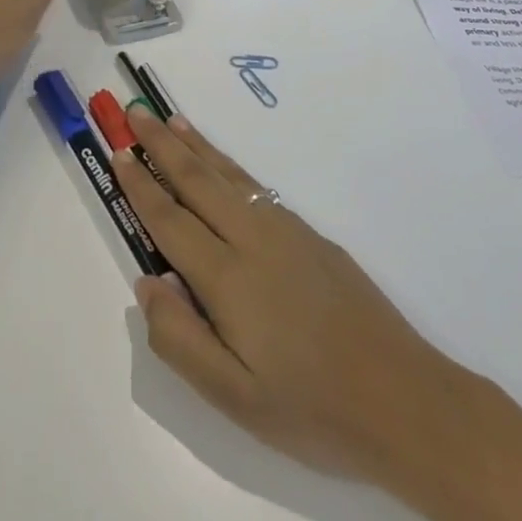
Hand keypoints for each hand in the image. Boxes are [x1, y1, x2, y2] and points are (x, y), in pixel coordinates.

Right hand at [115, 108, 461, 482]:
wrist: (402, 397)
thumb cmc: (311, 408)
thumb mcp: (235, 398)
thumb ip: (180, 339)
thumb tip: (146, 282)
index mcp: (227, 277)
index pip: (170, 219)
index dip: (141, 185)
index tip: (119, 153)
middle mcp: (251, 237)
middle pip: (196, 179)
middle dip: (161, 144)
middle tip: (134, 112)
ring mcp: (284, 229)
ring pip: (227, 173)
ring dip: (194, 144)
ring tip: (170, 120)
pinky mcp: (308, 232)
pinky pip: (253, 184)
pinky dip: (227, 163)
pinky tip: (221, 162)